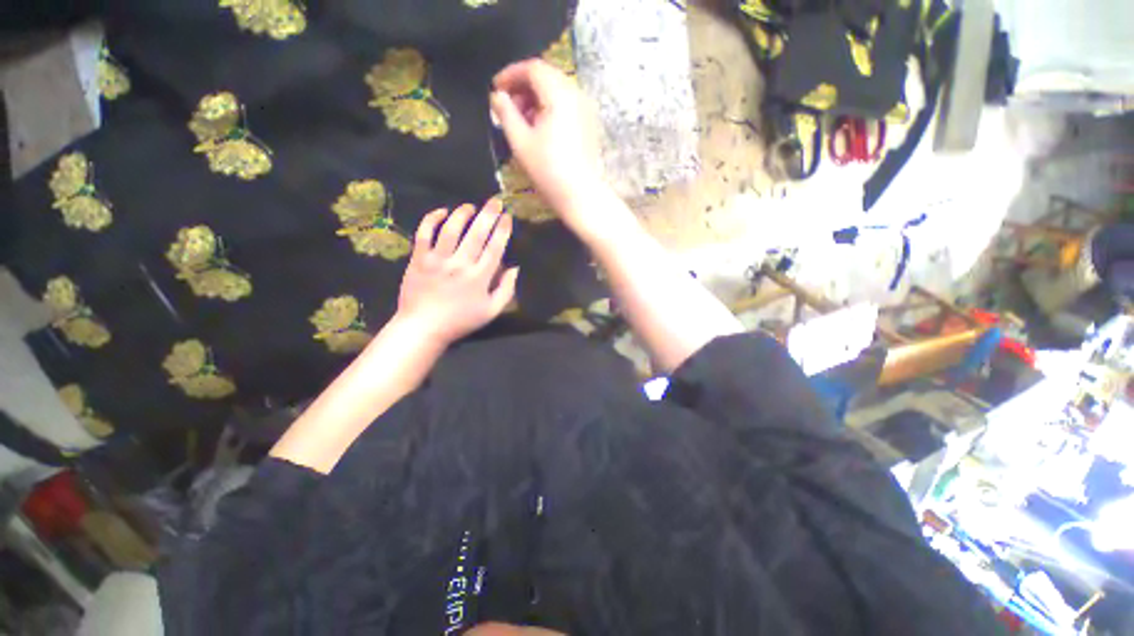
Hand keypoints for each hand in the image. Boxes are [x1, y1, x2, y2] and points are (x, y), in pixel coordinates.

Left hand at [396, 199, 518, 346]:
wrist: (423, 327)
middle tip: (495, 201)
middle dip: (488, 214)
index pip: (494, 248)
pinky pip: (425, 233)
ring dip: (462, 214)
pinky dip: (432, 219)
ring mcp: (437, 260)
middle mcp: (459, 264)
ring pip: (451, 229)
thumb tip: (515, 268)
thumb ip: (506, 290)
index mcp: (479, 278)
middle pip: (476, 234)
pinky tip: (442, 211)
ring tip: (470, 207)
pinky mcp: (418, 259)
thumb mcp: (491, 311)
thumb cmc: (461, 320)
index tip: (507, 217)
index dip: (502, 230)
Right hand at [490, 59, 606, 232]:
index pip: (533, 68)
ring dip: (535, 99)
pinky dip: (549, 109)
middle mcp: (576, 95)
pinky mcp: (589, 125)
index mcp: (559, 95)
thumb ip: (506, 113)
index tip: (496, 89)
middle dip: (523, 87)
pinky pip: (566, 105)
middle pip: (546, 77)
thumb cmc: (549, 171)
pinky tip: (539, 129)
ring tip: (521, 121)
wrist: (581, 197)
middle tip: (507, 107)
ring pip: (557, 91)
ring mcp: (586, 110)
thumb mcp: (520, 142)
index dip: (511, 74)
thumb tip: (497, 96)